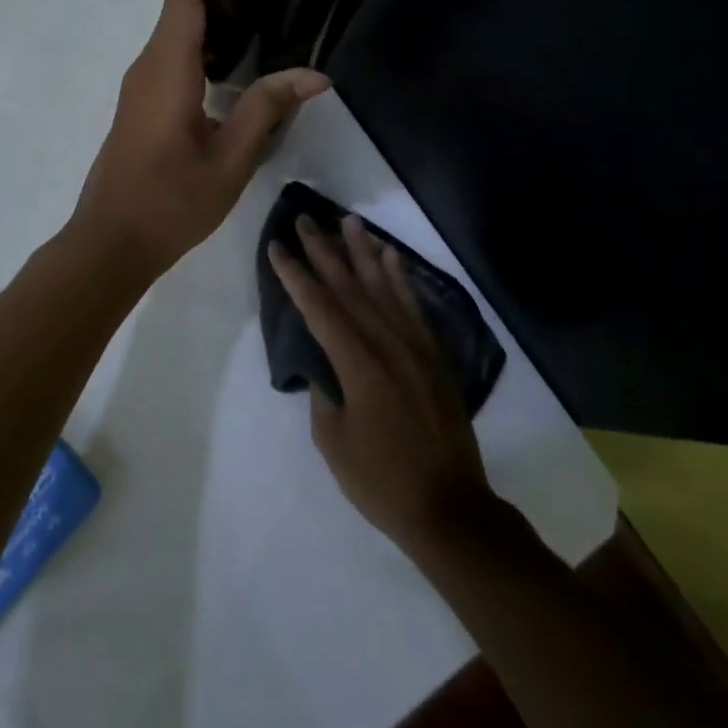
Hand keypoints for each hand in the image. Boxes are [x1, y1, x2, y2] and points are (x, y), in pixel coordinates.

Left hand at [72, 0, 328, 278]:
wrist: (111, 241)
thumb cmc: (171, 202)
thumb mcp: (230, 160)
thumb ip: (267, 109)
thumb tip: (314, 74)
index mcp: (167, 71)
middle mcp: (147, 68)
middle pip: (178, 9)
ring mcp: (138, 86)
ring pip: (173, 33)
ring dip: (209, 18)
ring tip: (262, 21)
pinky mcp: (139, 104)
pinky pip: (169, 56)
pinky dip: (199, 45)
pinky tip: (234, 66)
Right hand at [267, 214, 492, 553]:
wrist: (450, 507)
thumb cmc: (382, 480)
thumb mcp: (333, 441)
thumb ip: (324, 392)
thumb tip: (325, 363)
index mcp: (358, 364)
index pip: (319, 307)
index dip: (295, 275)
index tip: (277, 246)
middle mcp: (387, 343)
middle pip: (349, 287)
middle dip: (323, 250)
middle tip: (305, 219)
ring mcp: (415, 345)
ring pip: (383, 286)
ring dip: (363, 251)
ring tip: (348, 220)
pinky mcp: (434, 354)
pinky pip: (414, 305)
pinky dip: (400, 277)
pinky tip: (390, 256)